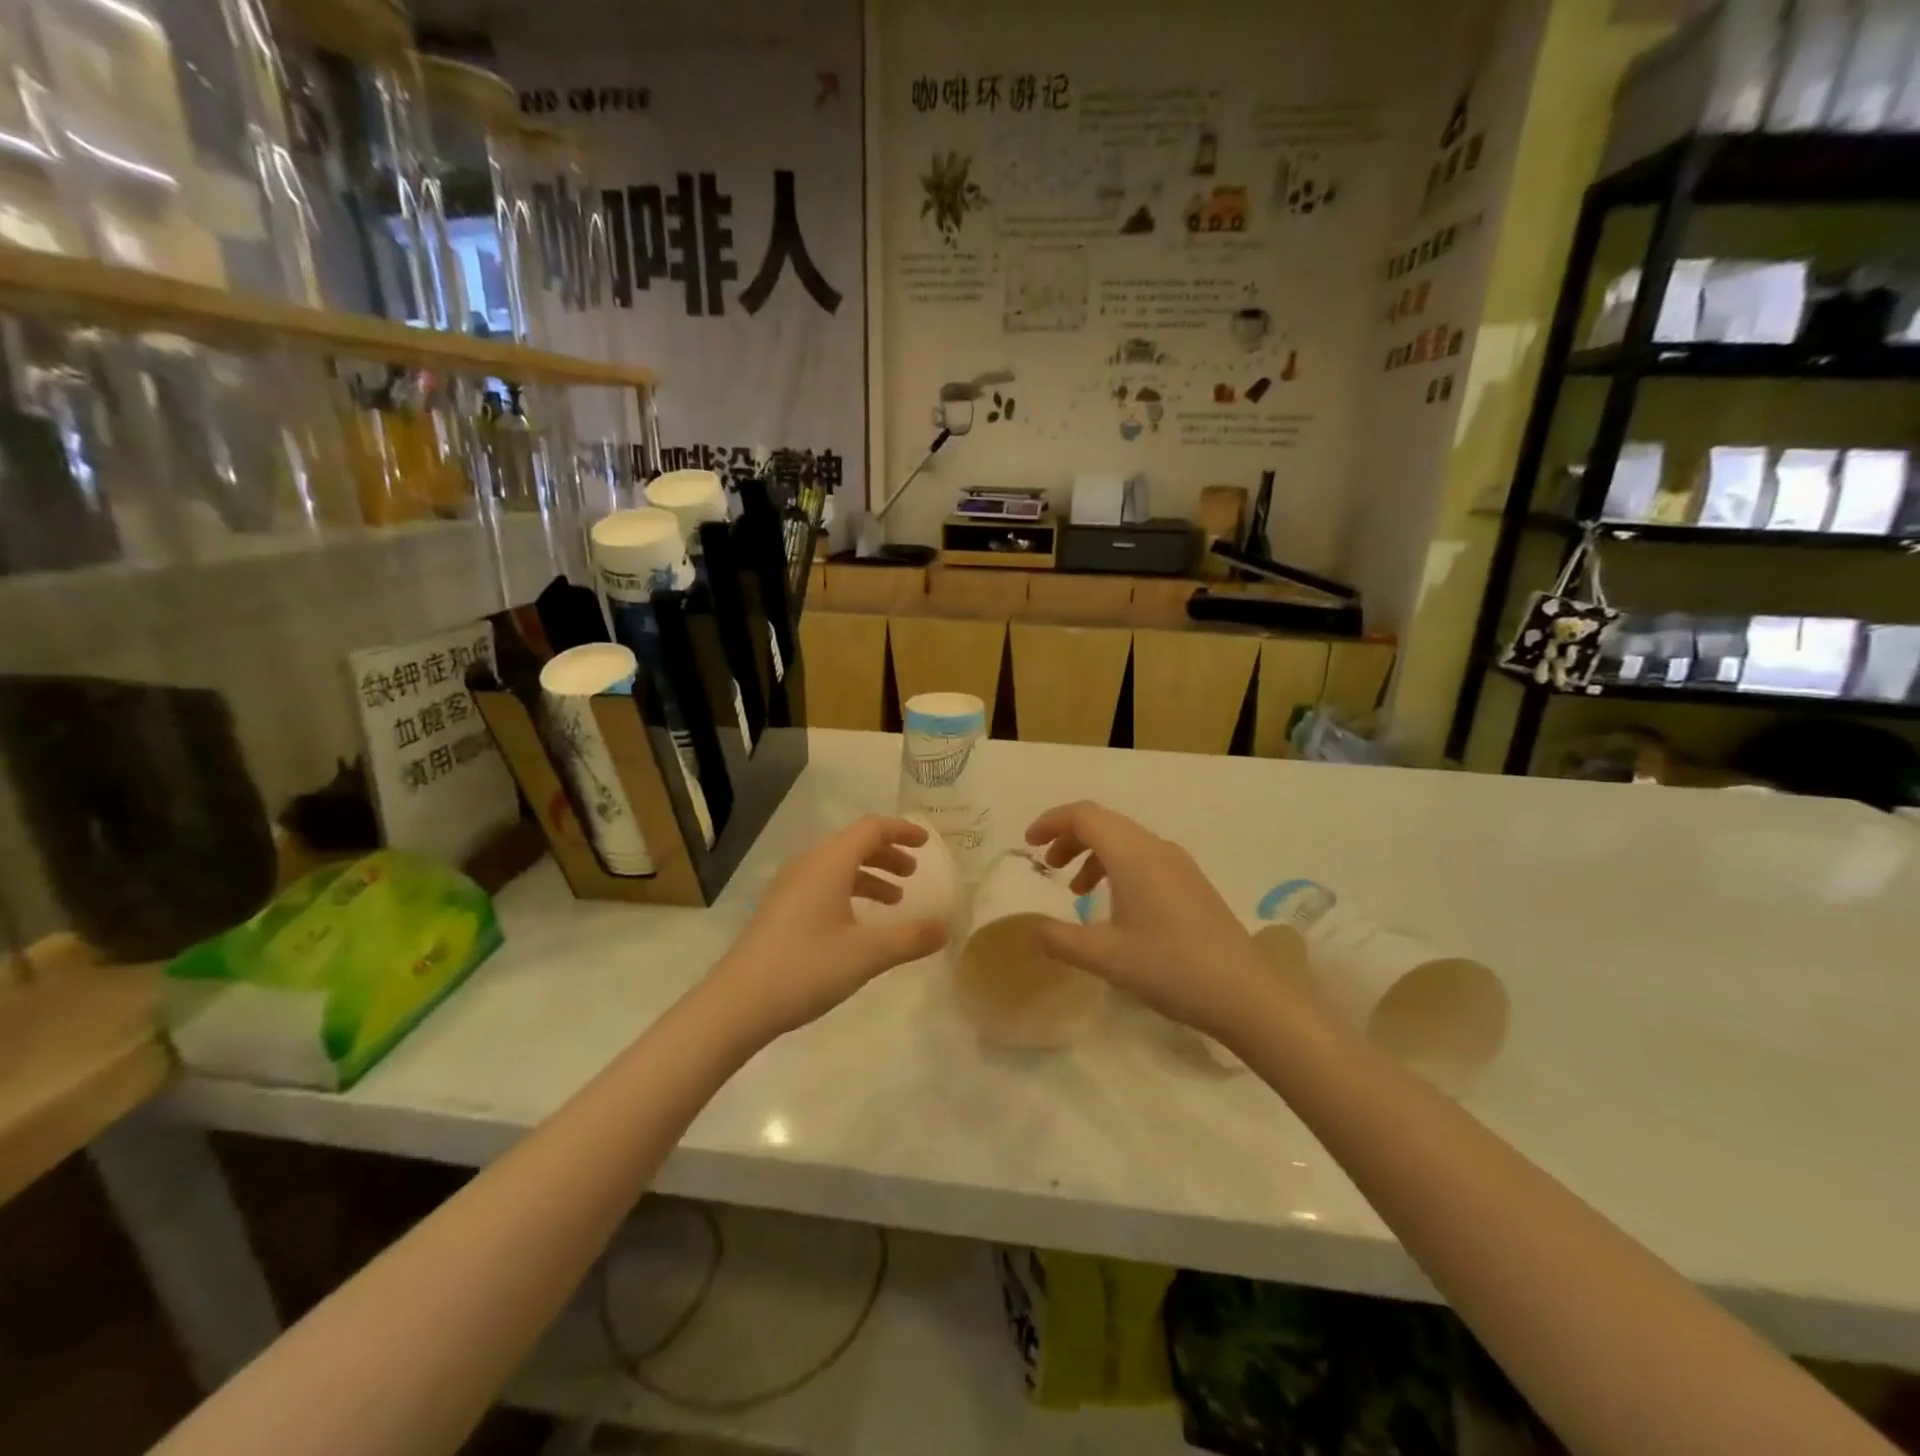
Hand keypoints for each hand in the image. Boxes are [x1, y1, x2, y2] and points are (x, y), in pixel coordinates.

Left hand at [709, 815, 949, 1043]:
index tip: (926, 843)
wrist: (737, 1003)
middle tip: (913, 874)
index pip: (870, 829)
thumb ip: (910, 938)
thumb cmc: (807, 968)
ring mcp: (789, 887)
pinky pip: (822, 884)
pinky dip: (849, 891)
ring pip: (837, 866)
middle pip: (853, 844)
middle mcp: (807, 865)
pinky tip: (858, 924)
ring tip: (894, 901)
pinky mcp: (779, 909)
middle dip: (887, 854)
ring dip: (869, 875)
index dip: (901, 831)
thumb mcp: (867, 954)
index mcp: (828, 863)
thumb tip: (945, 928)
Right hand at [1025, 801, 1277, 1039]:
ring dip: (1093, 854)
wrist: (1246, 994)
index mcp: (1133, 855)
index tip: (1028, 844)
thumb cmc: (1170, 967)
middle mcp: (1156, 848)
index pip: (1084, 816)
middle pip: (1104, 822)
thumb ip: (1060, 940)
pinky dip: (1117, 868)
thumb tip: (1030, 931)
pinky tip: (1114, 907)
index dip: (1051, 822)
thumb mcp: (1106, 957)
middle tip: (1046, 866)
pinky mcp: (1191, 883)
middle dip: (1069, 837)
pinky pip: (1143, 858)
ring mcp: (1178, 864)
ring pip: (1125, 840)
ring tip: (1075, 890)